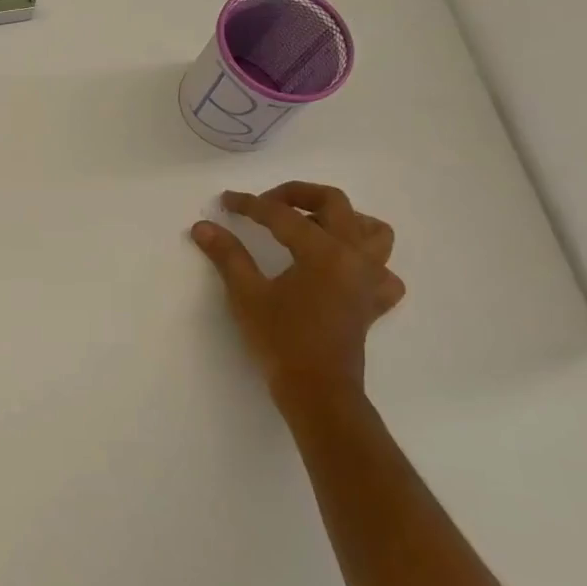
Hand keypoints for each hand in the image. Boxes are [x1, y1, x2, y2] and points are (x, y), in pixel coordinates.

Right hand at [191, 182, 404, 403]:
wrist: (317, 390)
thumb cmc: (281, 340)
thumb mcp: (246, 294)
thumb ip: (227, 255)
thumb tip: (202, 226)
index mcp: (323, 251)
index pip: (282, 215)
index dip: (250, 204)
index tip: (226, 201)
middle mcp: (354, 256)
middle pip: (335, 203)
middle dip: (298, 195)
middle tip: (267, 203)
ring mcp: (369, 279)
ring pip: (373, 231)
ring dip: (343, 220)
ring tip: (311, 226)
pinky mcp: (373, 302)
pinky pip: (383, 272)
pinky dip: (367, 262)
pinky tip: (341, 269)